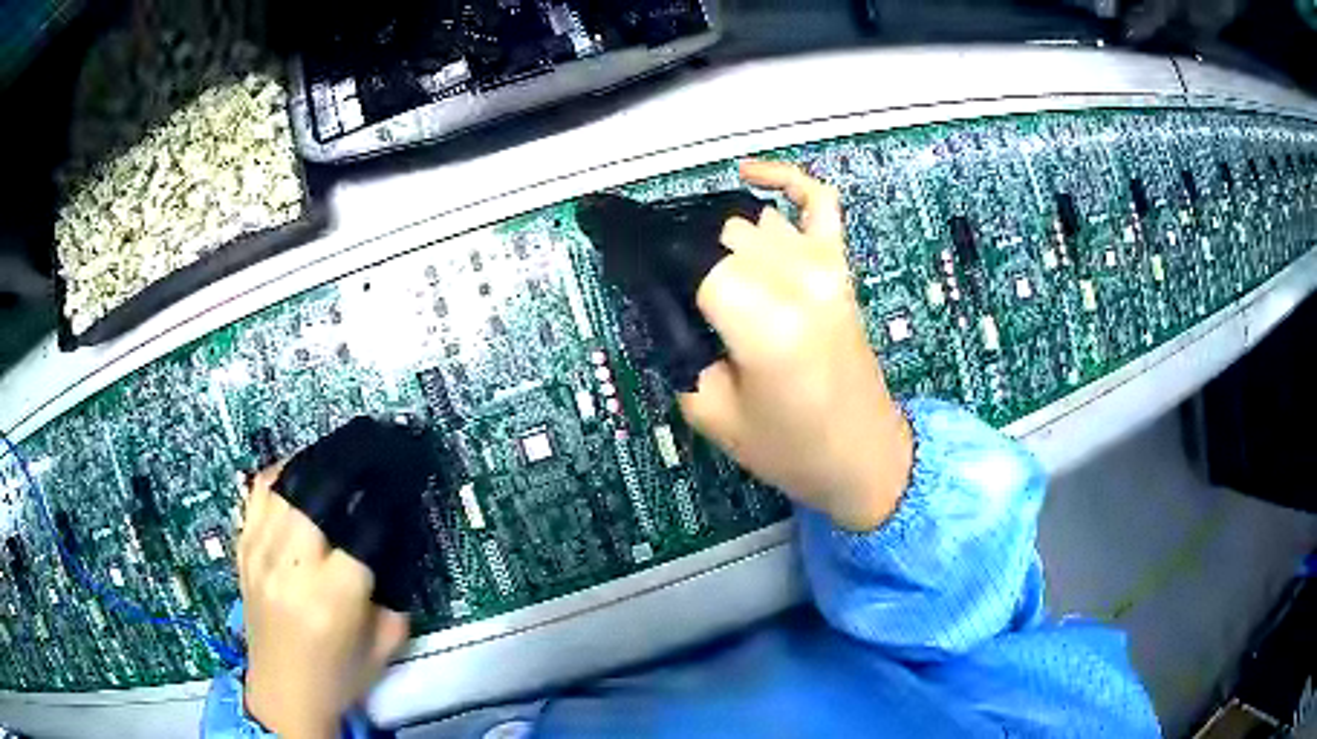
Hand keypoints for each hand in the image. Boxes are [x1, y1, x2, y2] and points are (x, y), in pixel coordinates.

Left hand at [237, 462, 409, 738]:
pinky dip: (284, 470)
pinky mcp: (243, 549)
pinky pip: (260, 491)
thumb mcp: (387, 641)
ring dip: (320, 457)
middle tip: (378, 443)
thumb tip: (399, 531)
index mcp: (334, 598)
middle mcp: (291, 567)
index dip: (390, 492)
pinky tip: (303, 466)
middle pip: (320, 487)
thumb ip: (396, 586)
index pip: (367, 523)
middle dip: (355, 458)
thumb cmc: (341, 674)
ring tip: (344, 448)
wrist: (284, 692)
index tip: (406, 474)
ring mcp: (260, 553)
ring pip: (287, 480)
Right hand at [680, 160, 913, 531]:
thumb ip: (676, 351)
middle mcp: (798, 280)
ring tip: (695, 261)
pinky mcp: (841, 265)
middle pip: (717, 233)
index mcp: (766, 324)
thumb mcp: (711, 414)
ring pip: (752, 219)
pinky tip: (748, 174)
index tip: (626, 268)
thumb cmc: (790, 448)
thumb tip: (657, 301)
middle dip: (680, 250)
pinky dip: (783, 178)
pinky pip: (816, 200)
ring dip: (716, 233)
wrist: (864, 455)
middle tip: (658, 279)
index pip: (691, 259)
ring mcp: (825, 265)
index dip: (652, 260)